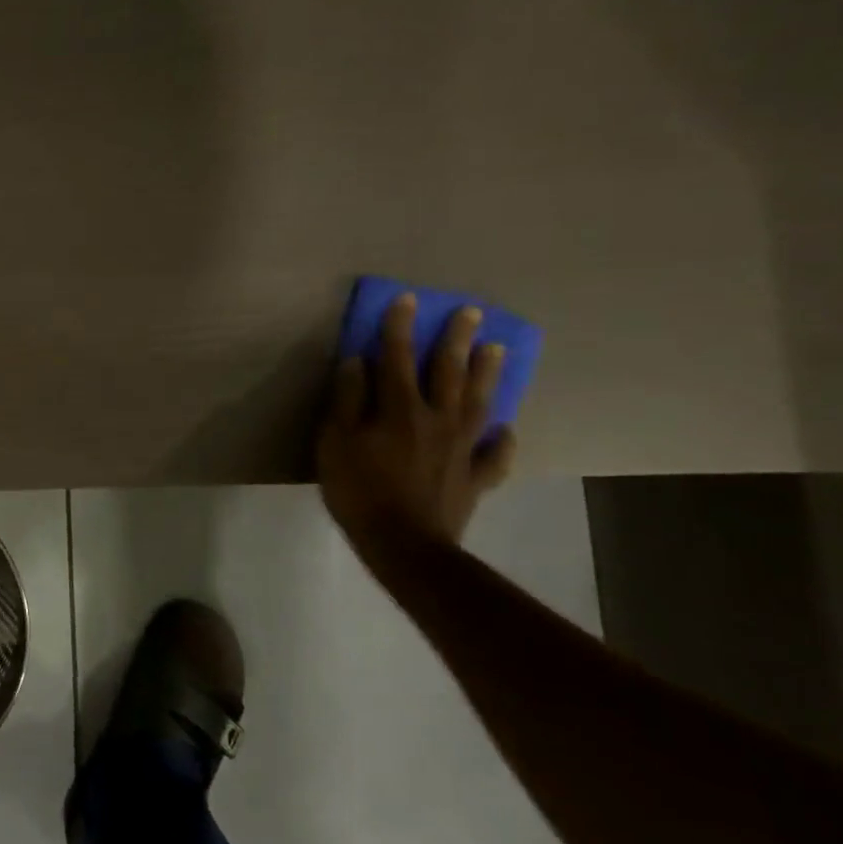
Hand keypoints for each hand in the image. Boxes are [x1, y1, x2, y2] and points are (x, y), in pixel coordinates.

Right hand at [317, 293, 515, 557]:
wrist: (403, 543)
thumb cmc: (358, 489)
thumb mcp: (335, 441)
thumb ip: (347, 400)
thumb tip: (358, 362)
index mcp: (400, 408)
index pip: (398, 357)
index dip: (400, 327)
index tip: (407, 299)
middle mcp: (437, 419)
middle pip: (449, 372)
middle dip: (457, 339)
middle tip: (471, 312)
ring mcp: (462, 448)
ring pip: (479, 403)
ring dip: (487, 374)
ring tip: (497, 350)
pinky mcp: (474, 477)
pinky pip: (495, 454)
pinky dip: (503, 440)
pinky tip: (507, 430)